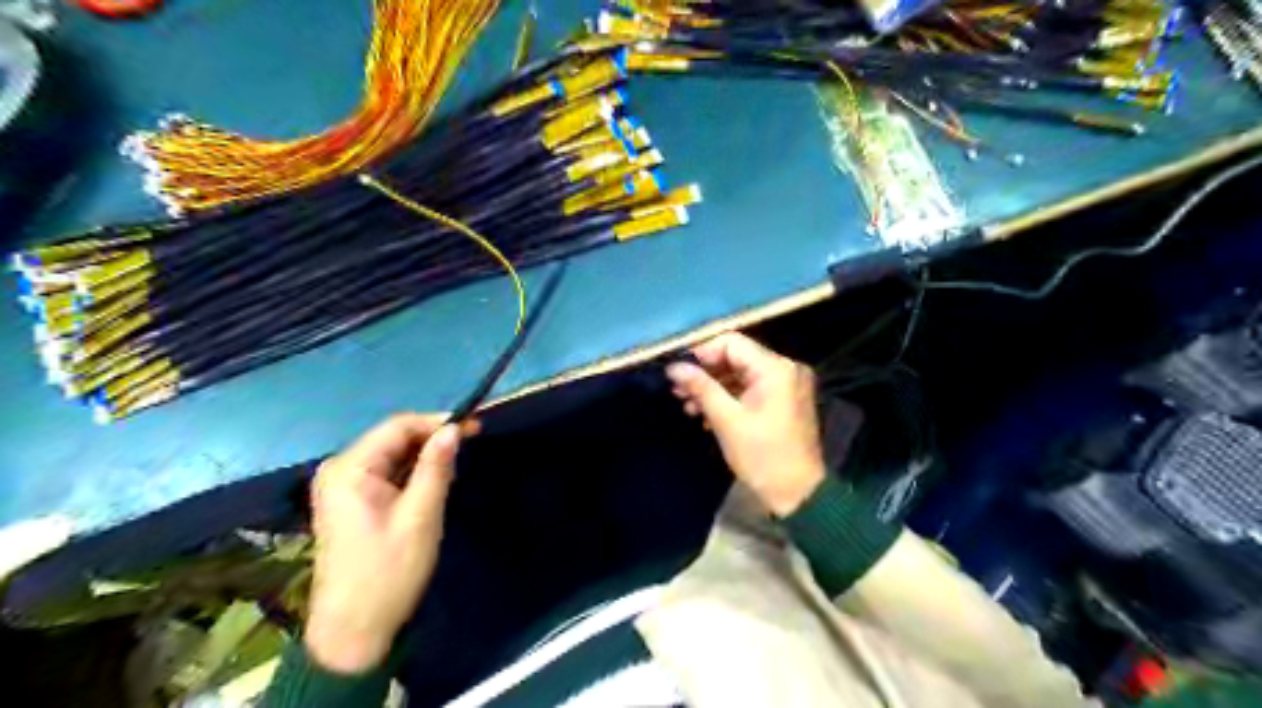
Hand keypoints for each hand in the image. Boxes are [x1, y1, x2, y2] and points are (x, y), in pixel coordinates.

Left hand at [301, 414, 470, 673]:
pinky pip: (386, 472)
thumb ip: (436, 468)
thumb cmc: (389, 572)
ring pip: (392, 455)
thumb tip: (454, 428)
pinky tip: (432, 484)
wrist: (354, 630)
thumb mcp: (420, 516)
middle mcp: (340, 469)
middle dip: (432, 439)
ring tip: (454, 470)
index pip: (398, 426)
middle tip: (469, 448)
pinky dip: (412, 473)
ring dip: (424, 457)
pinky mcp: (350, 501)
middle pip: (393, 437)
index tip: (475, 427)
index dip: (437, 422)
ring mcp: (342, 486)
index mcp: (350, 469)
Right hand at [665, 333, 822, 514]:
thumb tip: (674, 367)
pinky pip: (750, 388)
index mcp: (775, 368)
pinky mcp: (783, 399)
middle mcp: (785, 368)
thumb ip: (701, 387)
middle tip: (677, 390)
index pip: (731, 343)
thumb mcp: (726, 420)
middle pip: (735, 357)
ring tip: (688, 405)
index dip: (701, 353)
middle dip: (705, 372)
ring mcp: (786, 384)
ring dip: (713, 387)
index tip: (678, 371)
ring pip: (741, 373)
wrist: (797, 494)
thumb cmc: (762, 456)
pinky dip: (728, 397)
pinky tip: (706, 414)